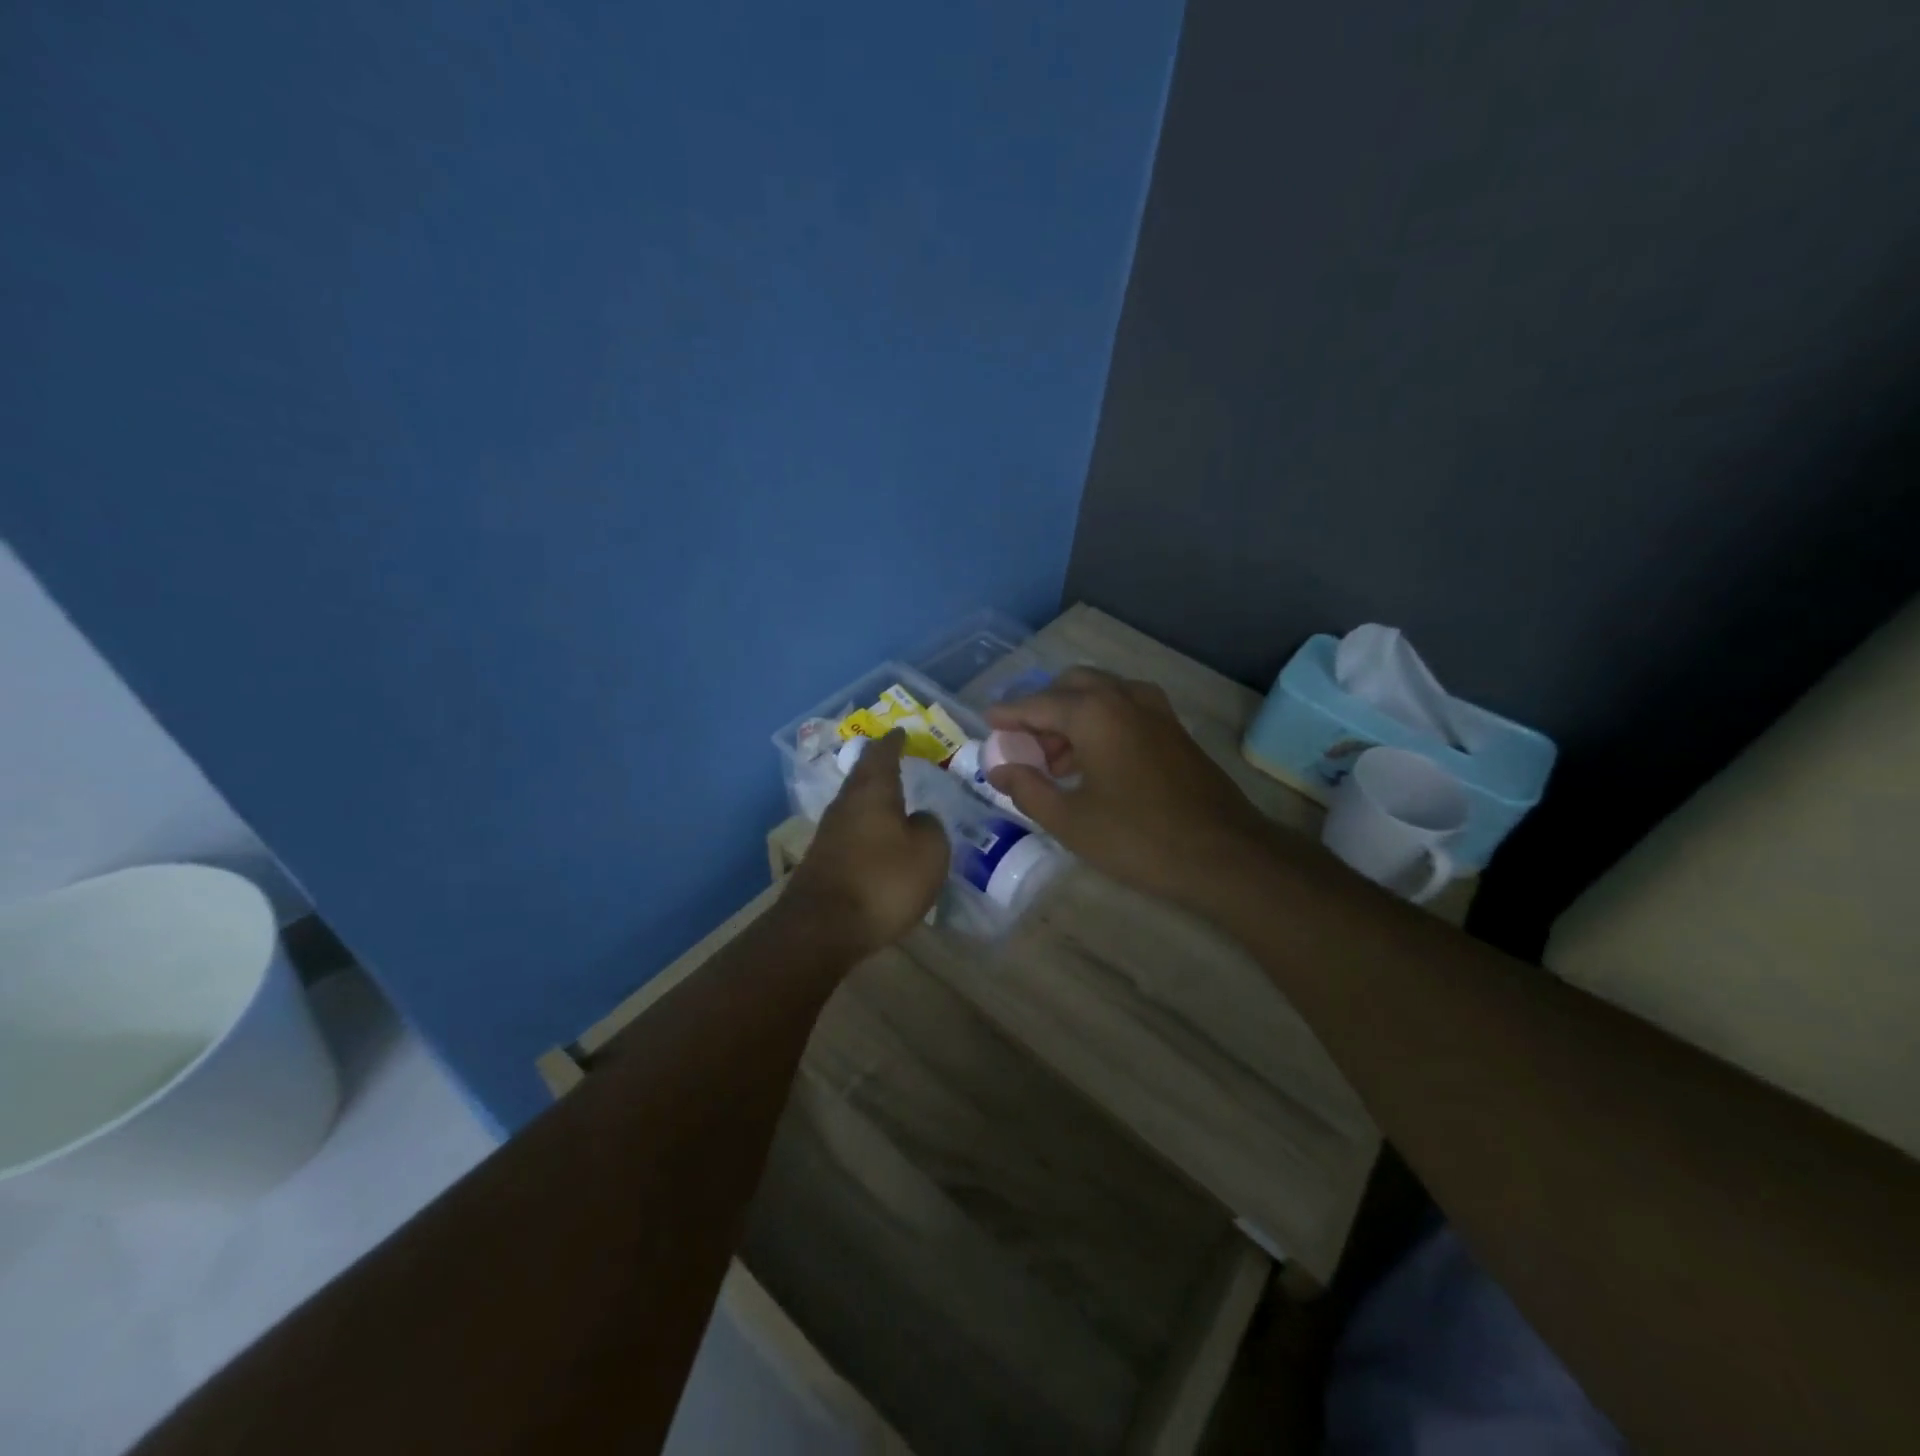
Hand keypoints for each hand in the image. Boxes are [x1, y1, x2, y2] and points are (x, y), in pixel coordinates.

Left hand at [782, 730, 949, 955]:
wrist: (822, 928)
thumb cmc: (882, 881)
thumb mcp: (928, 852)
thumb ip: (930, 827)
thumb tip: (919, 819)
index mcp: (872, 791)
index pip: (883, 754)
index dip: (894, 742)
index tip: (901, 731)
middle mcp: (846, 805)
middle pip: (863, 777)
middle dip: (879, 768)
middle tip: (898, 762)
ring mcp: (829, 834)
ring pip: (855, 806)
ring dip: (873, 801)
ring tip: (894, 802)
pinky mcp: (823, 862)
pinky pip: (851, 834)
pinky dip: (867, 830)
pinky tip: (879, 842)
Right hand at [985, 668, 1275, 906]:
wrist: (1224, 855)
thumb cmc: (1138, 838)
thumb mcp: (1070, 820)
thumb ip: (1027, 788)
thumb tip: (999, 768)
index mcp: (1094, 713)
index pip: (1037, 704)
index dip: (1008, 714)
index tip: (987, 722)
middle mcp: (1124, 697)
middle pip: (1071, 686)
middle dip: (1042, 709)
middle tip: (1025, 746)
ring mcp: (1155, 710)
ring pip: (1101, 695)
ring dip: (1072, 716)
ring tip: (1055, 763)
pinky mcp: (1174, 729)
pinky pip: (1125, 709)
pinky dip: (1101, 722)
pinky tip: (1094, 762)